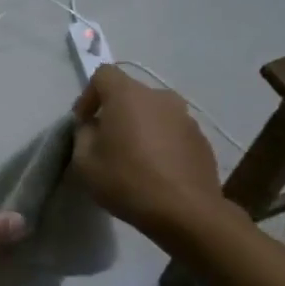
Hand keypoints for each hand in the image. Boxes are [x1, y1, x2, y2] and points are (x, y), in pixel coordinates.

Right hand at [70, 66, 221, 246]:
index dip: (88, 95)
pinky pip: (172, 132)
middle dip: (115, 112)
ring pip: (153, 113)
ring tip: (134, 158)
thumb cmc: (127, 181)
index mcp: (128, 95)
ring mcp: (185, 117)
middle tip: (106, 142)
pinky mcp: (201, 139)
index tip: (84, 123)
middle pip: (130, 93)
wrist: (185, 211)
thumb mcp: (85, 161)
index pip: (103, 74)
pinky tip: (156, 170)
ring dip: (140, 127)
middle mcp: (160, 97)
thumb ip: (83, 134)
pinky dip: (160, 142)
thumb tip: (93, 126)